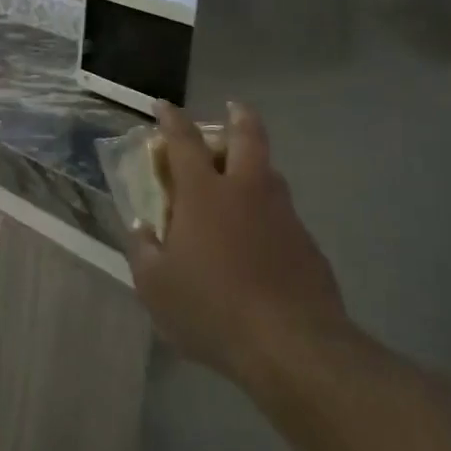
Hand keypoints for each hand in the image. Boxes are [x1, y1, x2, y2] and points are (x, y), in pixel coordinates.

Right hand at [127, 102, 347, 387]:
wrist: (291, 344)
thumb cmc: (211, 309)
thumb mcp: (155, 287)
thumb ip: (144, 251)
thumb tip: (143, 229)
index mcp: (204, 193)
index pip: (183, 140)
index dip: (171, 119)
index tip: (163, 106)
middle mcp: (246, 190)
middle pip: (247, 136)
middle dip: (239, 116)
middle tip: (233, 108)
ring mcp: (282, 214)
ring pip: (270, 172)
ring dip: (256, 163)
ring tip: (243, 177)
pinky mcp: (307, 243)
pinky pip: (283, 212)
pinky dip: (268, 210)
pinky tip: (260, 238)